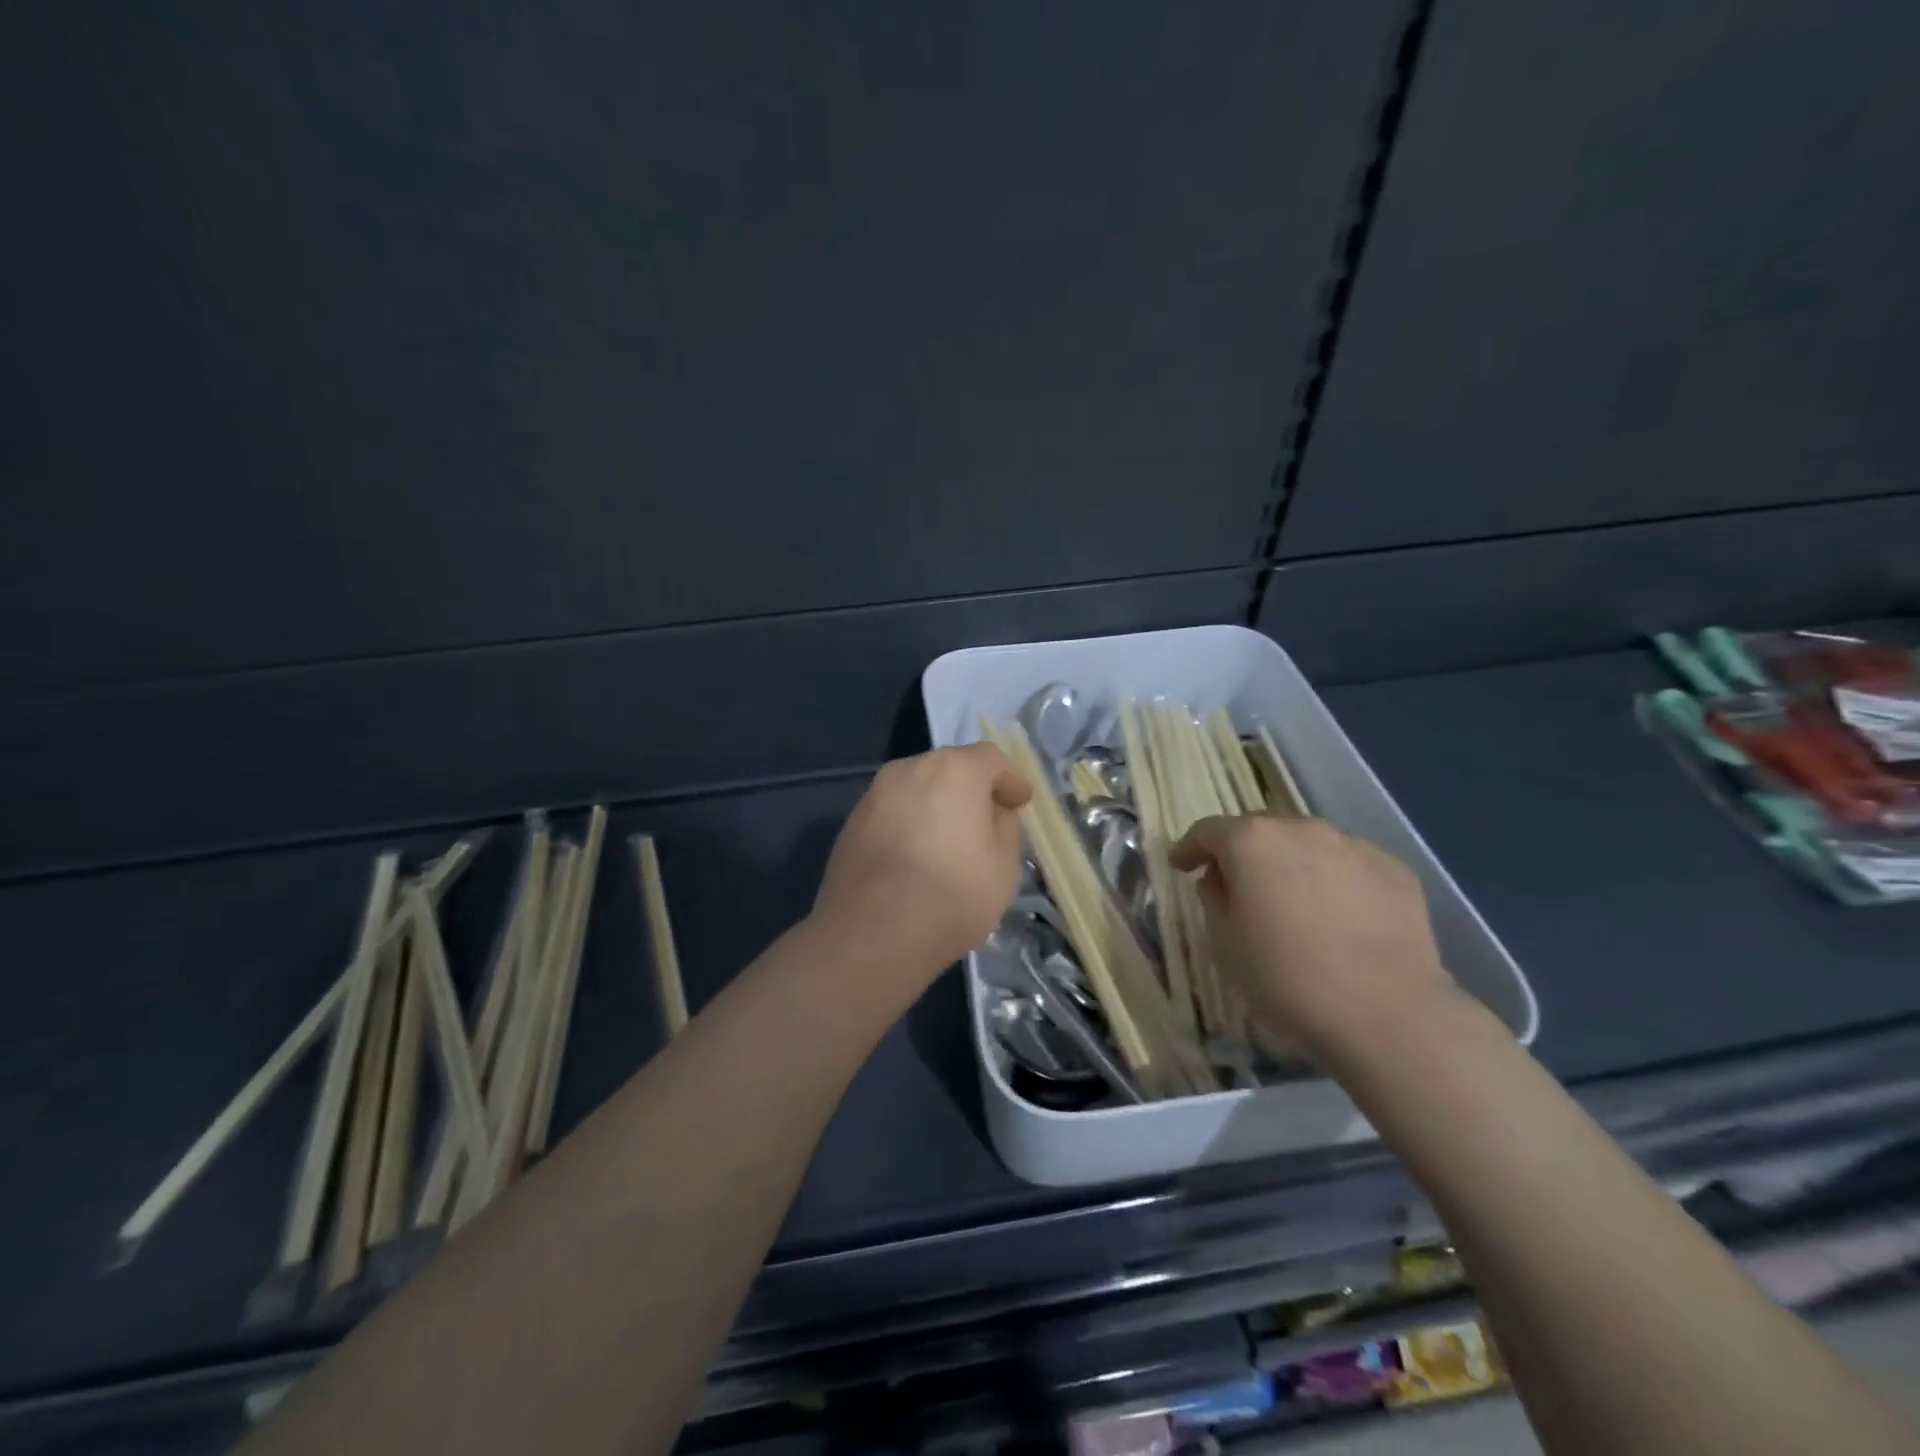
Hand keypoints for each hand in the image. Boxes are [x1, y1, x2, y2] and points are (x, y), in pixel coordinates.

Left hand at [813, 745, 1032, 975]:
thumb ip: (1006, 828)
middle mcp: (911, 768)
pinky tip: (917, 856)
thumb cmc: (952, 894)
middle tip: (987, 821)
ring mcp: (876, 793)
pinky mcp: (853, 822)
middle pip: (951, 768)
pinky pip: (894, 812)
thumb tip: (994, 813)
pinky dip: (911, 824)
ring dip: (938, 805)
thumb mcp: (1004, 865)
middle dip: (972, 789)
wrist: (871, 933)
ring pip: (918, 789)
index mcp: (954, 770)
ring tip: (950, 841)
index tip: (1020, 802)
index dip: (1010, 780)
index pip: (991, 759)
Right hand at [1169, 815, 1455, 1057]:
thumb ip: (1214, 899)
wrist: (1388, 1013)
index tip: (1181, 866)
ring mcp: (1353, 845)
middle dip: (1244, 853)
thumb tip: (1220, 879)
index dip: (1190, 848)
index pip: (1208, 831)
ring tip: (1294, 902)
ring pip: (1308, 844)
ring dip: (1292, 864)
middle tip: (1238, 886)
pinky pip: (1349, 866)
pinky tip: (1339, 917)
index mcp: (1251, 841)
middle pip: (1261, 830)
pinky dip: (1335, 881)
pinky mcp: (1394, 869)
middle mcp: (1301, 829)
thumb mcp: (1225, 944)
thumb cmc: (1286, 978)